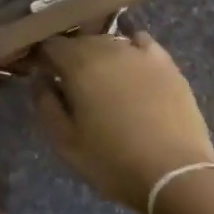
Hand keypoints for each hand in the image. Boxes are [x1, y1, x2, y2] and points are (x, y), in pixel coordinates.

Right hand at [33, 32, 213, 212]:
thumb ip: (45, 104)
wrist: (174, 174)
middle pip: (80, 39)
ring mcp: (141, 54)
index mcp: (79, 65)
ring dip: (98, 53)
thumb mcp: (65, 142)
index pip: (50, 44)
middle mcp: (109, 49)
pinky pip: (141, 43)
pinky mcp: (168, 64)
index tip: (40, 72)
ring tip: (99, 78)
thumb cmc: (112, 162)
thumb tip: (41, 80)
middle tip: (67, 81)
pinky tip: (130, 66)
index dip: (41, 56)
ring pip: (110, 41)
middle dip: (69, 55)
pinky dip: (130, 49)